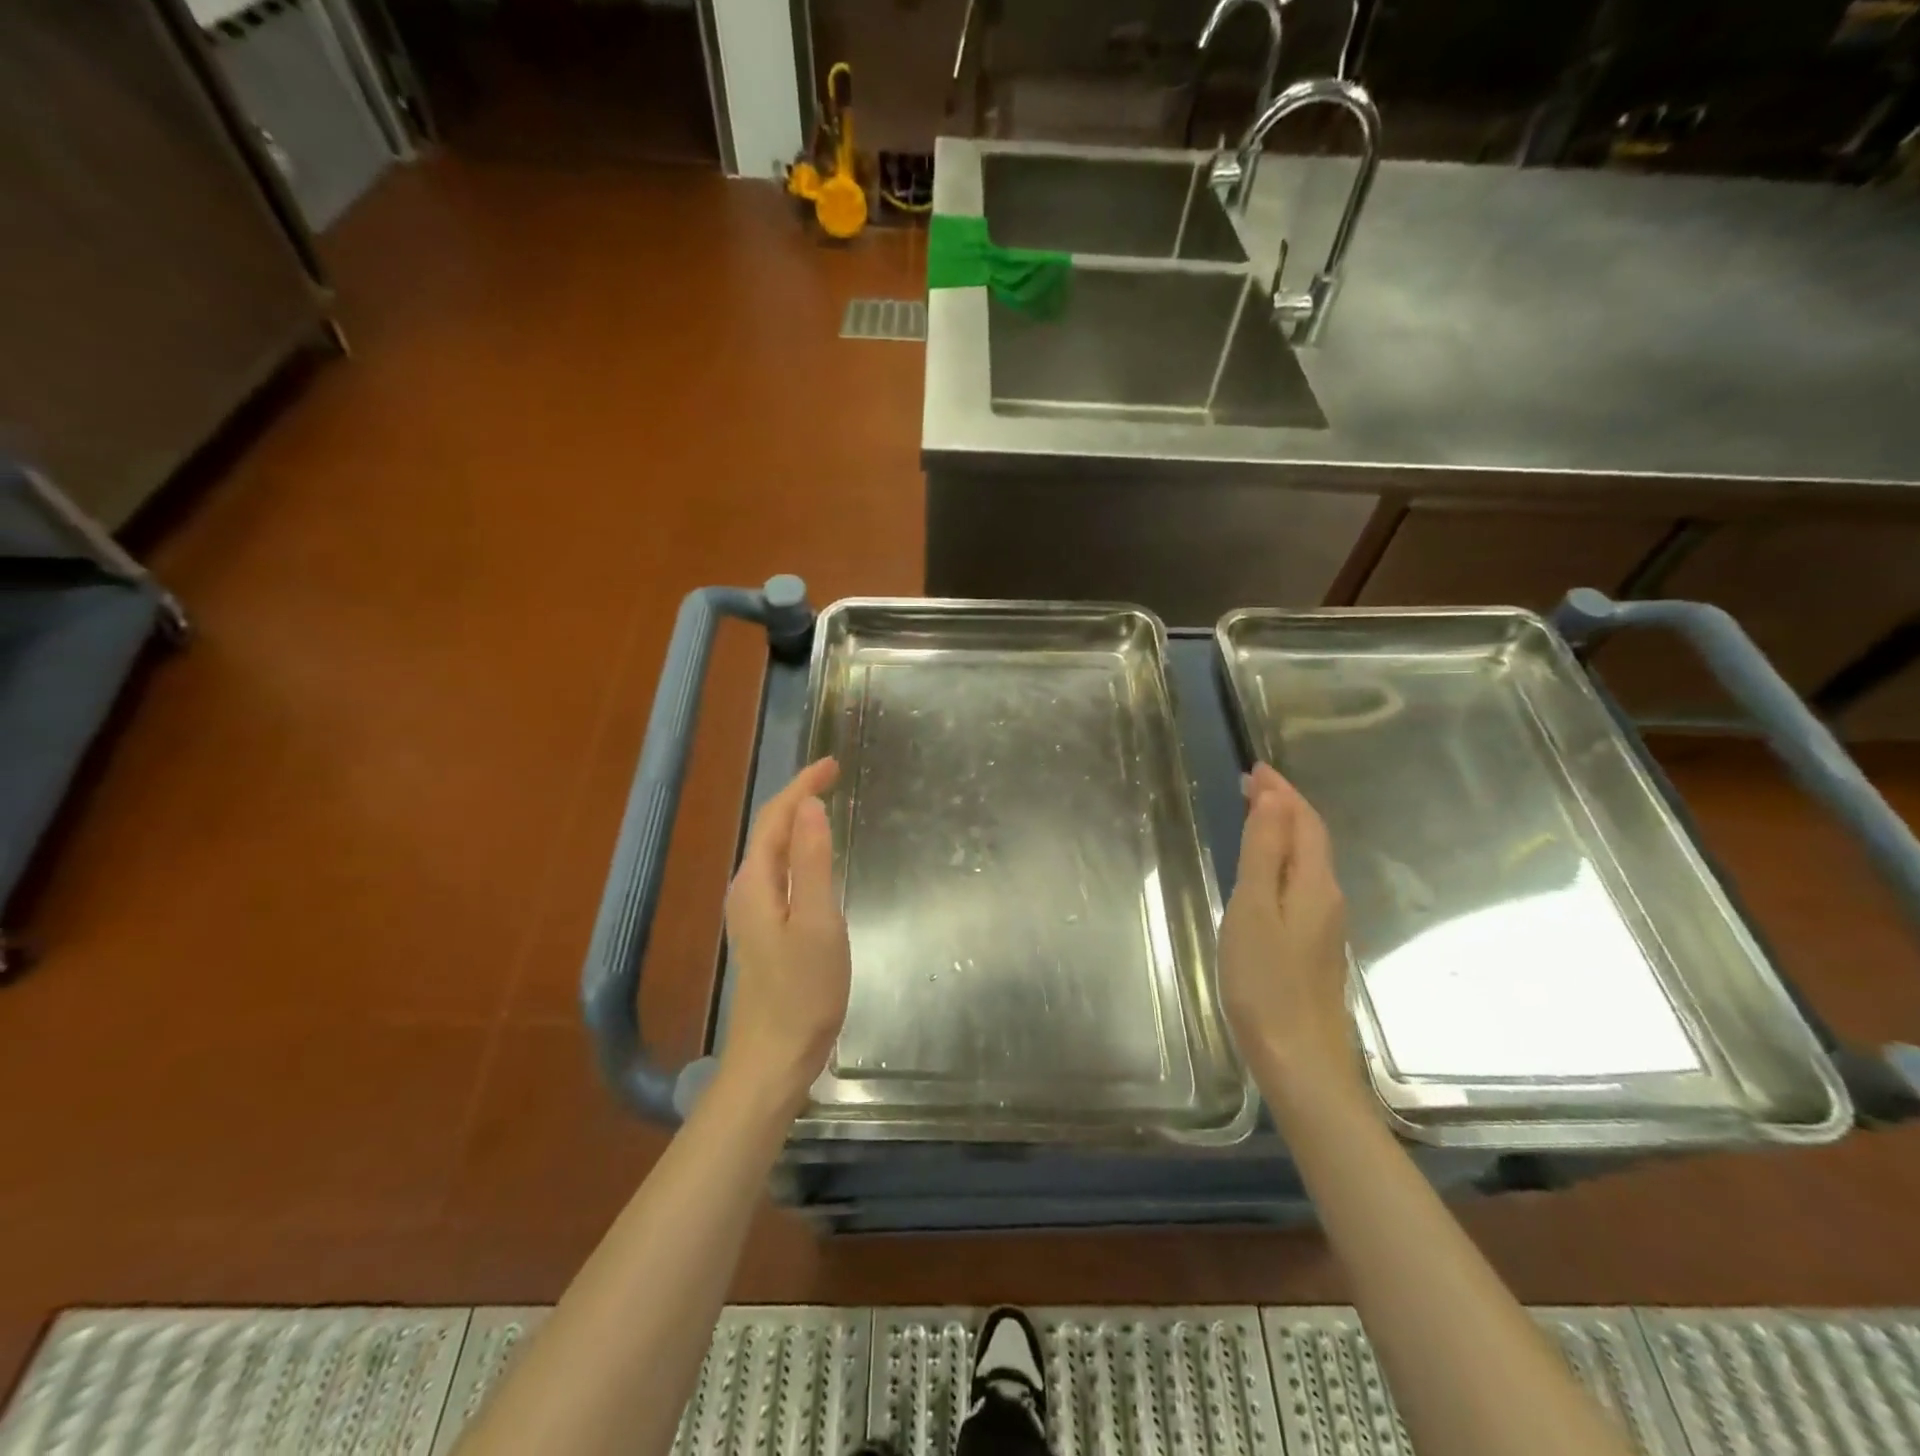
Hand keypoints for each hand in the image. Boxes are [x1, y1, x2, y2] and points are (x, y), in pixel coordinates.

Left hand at [718, 758, 850, 1120]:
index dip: (801, 786)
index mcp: (756, 883)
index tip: (833, 764)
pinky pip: (780, 873)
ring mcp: (752, 913)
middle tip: (834, 776)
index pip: (775, 817)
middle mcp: (747, 890)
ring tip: (826, 803)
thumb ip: (812, 861)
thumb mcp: (818, 921)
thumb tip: (809, 806)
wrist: (774, 1057)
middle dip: (798, 797)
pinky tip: (816, 857)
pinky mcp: (764, 931)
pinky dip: (798, 850)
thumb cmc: (803, 991)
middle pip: (769, 830)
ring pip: (773, 851)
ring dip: (797, 821)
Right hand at [1219, 762, 1362, 1104]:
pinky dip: (1283, 860)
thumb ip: (1264, 853)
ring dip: (1285, 831)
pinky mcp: (1314, 947)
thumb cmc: (1265, 981)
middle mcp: (1327, 898)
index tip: (1255, 768)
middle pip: (1311, 839)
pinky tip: (1265, 871)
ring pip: (1308, 861)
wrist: (1299, 1060)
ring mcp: (1324, 925)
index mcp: (1313, 884)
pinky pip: (1301, 884)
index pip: (1304, 822)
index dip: (1282, 793)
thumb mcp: (1254, 909)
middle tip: (1251, 785)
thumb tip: (1275, 799)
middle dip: (1285, 806)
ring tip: (1256, 815)